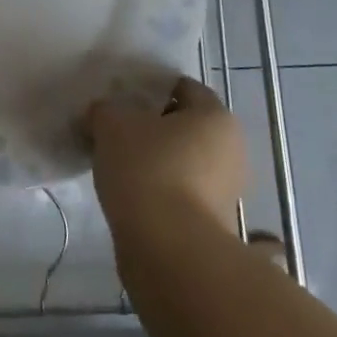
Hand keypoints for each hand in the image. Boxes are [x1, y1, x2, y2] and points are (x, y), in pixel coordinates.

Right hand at [87, 77, 245, 239]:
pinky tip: (130, 194)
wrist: (168, 249)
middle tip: (116, 130)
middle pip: (185, 127)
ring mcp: (227, 192)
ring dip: (156, 161)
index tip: (121, 99)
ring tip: (117, 164)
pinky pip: (181, 193)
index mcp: (215, 117)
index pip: (182, 88)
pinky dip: (159, 191)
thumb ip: (106, 110)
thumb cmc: (147, 168)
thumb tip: (104, 115)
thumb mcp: (111, 122)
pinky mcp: (215, 225)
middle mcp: (231, 150)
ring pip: (183, 162)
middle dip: (152, 127)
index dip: (150, 88)